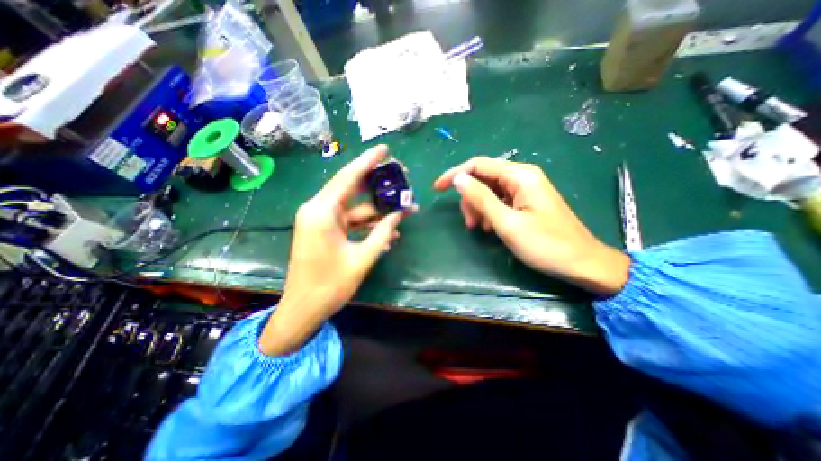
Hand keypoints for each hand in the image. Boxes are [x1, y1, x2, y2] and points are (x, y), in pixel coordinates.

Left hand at [259, 147, 401, 353]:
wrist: (303, 309)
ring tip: (402, 210)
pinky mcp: (325, 231)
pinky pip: (350, 222)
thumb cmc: (329, 286)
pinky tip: (388, 231)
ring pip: (354, 207)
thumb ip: (382, 234)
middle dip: (376, 185)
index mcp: (322, 212)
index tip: (385, 150)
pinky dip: (368, 225)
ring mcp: (322, 221)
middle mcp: (319, 210)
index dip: (368, 162)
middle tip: (398, 179)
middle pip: (352, 188)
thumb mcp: (361, 259)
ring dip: (377, 211)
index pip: (348, 177)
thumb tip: (399, 216)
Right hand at [437, 157, 629, 294]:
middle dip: (470, 198)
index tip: (436, 188)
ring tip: (481, 229)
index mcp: (520, 176)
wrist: (582, 264)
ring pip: (489, 191)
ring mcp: (525, 189)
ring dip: (479, 208)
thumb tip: (458, 179)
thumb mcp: (507, 223)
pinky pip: (500, 200)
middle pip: (483, 178)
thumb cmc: (545, 245)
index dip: (455, 174)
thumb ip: (481, 198)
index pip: (478, 165)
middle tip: (469, 223)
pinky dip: (490, 212)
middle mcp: (522, 176)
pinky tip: (492, 228)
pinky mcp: (526, 201)